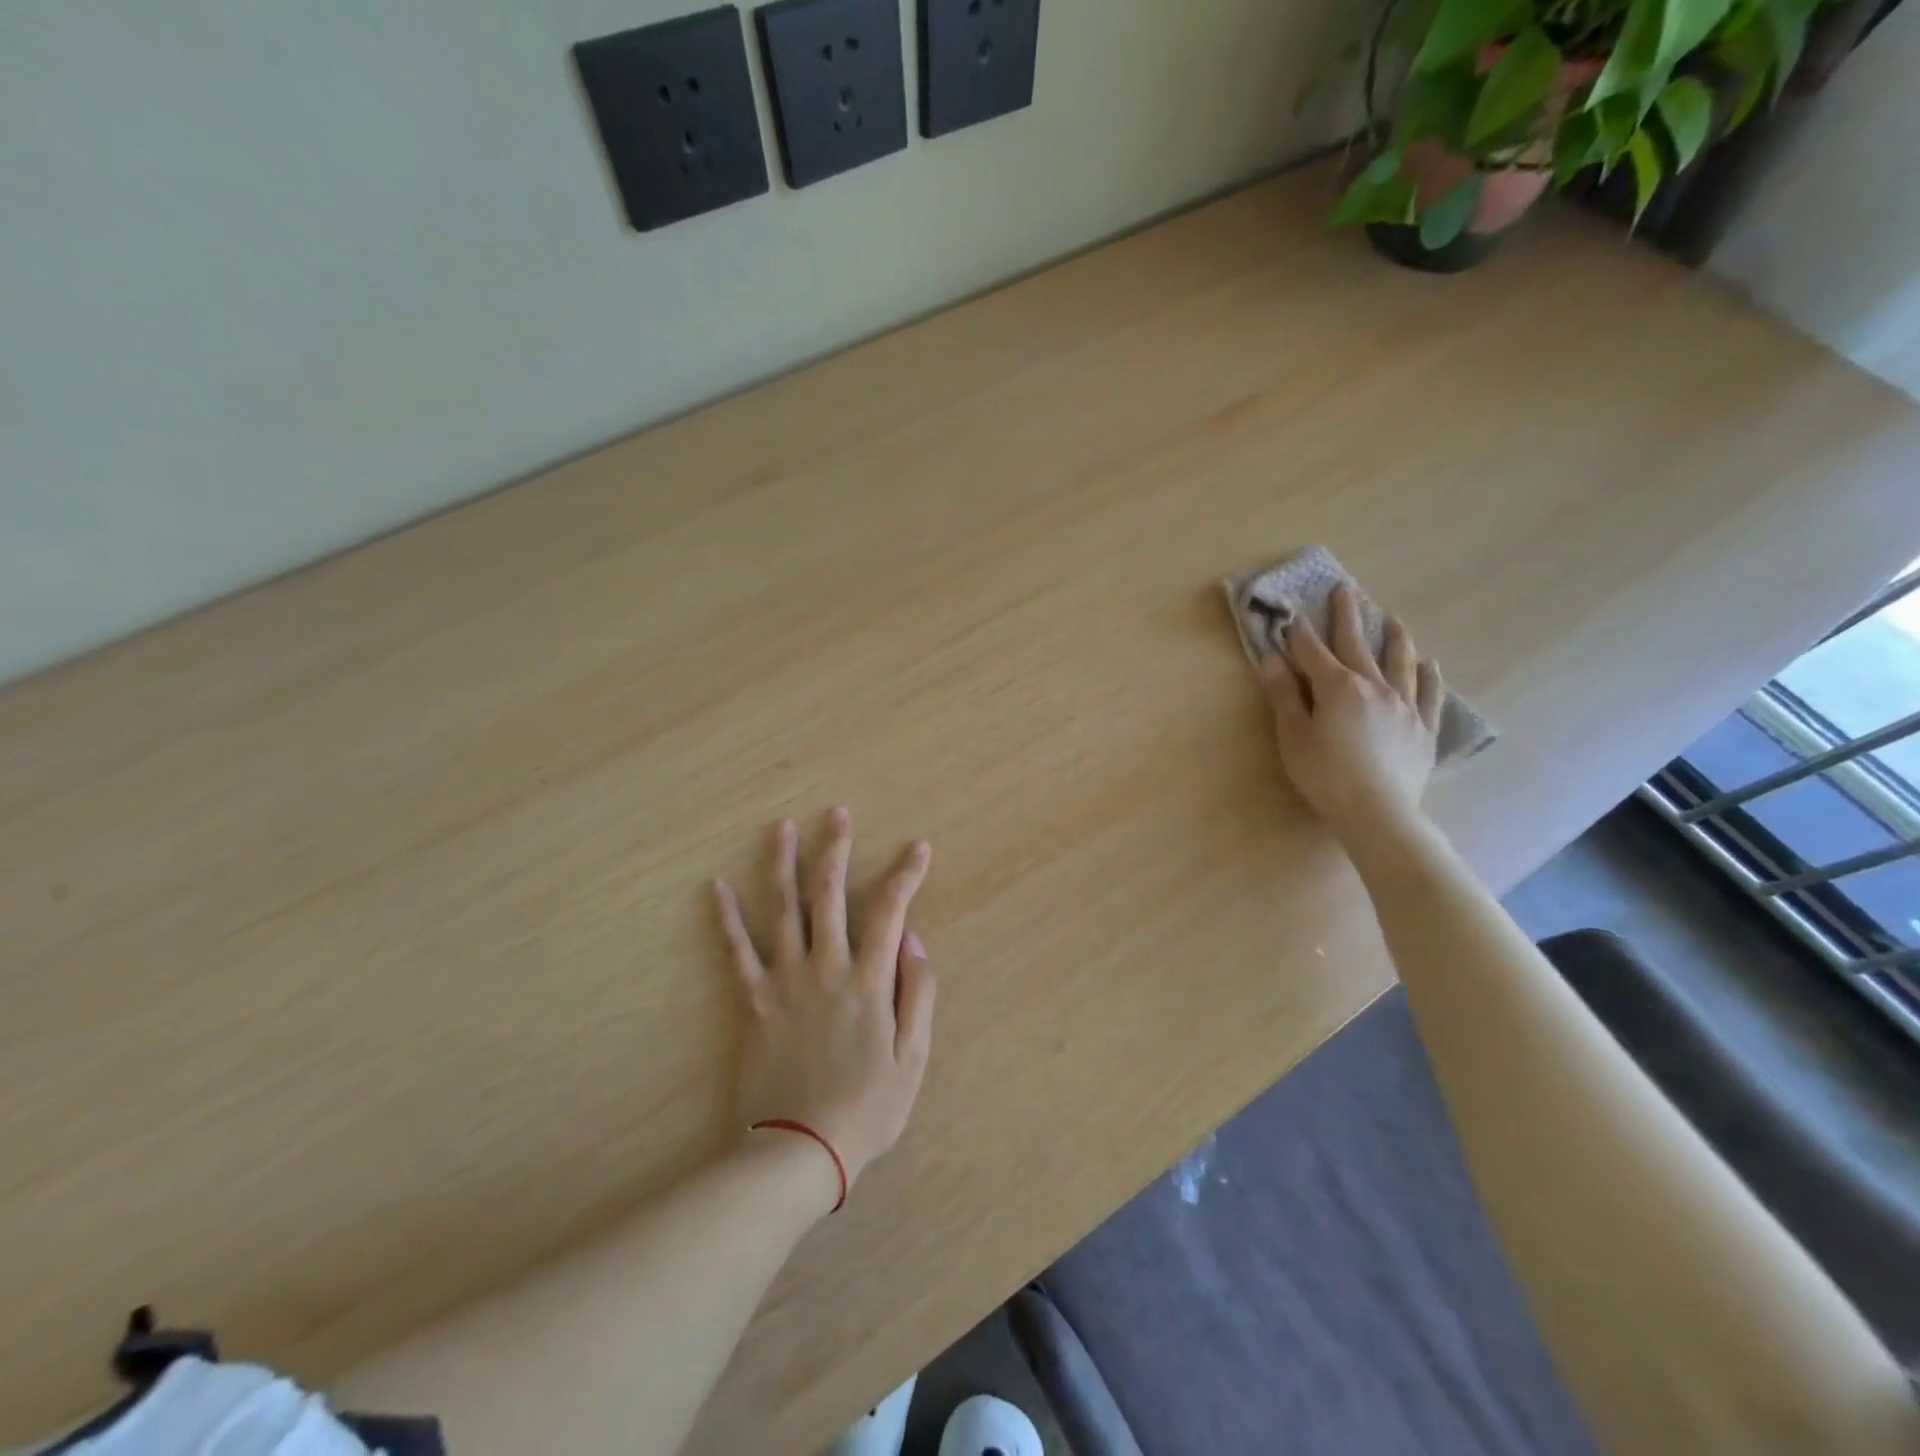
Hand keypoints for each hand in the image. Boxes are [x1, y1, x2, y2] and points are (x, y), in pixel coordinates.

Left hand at [713, 807, 935, 1194]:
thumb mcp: (912, 1057)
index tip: (918, 847)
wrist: (798, 1150)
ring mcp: (784, 980)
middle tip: (837, 814)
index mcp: (868, 980)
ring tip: (782, 827)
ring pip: (782, 908)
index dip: (906, 874)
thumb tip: (914, 939)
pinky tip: (717, 886)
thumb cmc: (866, 1107)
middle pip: (829, 894)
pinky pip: (736, 951)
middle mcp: (825, 967)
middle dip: (836, 849)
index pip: (890, 911)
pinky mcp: (753, 1000)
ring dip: (782, 863)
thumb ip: (917, 992)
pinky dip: (726, 917)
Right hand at [1261, 584, 1444, 846]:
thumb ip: (1284, 694)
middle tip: (1345, 590)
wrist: (1377, 813)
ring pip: (1401, 663)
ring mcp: (1405, 706)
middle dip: (1347, 617)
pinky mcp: (1424, 729)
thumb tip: (1272, 657)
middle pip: (1357, 645)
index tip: (1293, 612)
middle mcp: (1374, 686)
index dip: (1300, 633)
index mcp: (1337, 687)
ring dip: (1395, 639)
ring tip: (1393, 620)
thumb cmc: (1324, 774)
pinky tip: (1429, 665)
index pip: (1313, 652)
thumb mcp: (1293, 735)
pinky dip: (1429, 677)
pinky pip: (1430, 696)